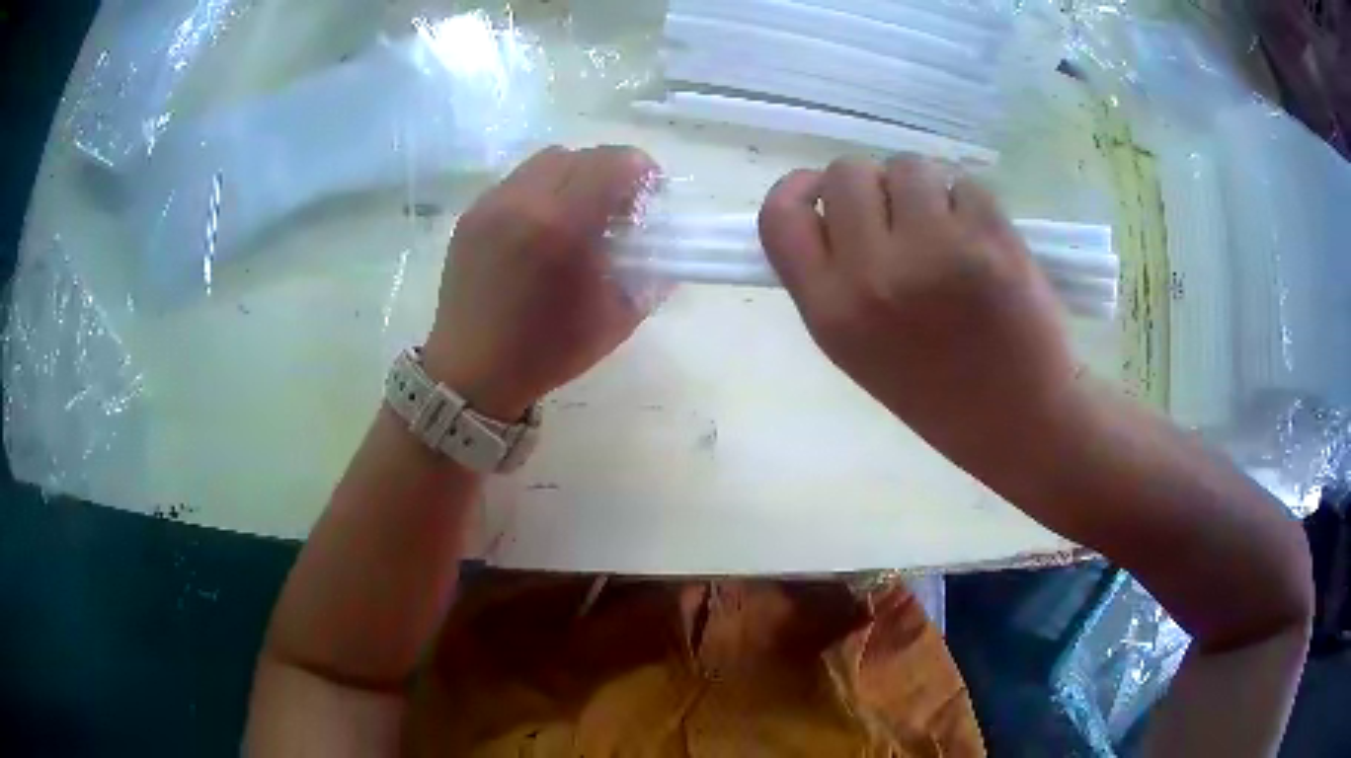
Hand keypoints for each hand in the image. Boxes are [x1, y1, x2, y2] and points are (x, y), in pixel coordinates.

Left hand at [423, 145, 658, 419]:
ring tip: (579, 213)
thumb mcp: (615, 319)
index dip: (642, 172)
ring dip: (574, 175)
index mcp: (564, 226)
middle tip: (618, 208)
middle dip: (610, 172)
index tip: (651, 197)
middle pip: (581, 155)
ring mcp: (492, 204)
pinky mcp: (471, 215)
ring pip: (546, 161)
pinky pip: (517, 181)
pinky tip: (543, 226)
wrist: (471, 373)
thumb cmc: (547, 352)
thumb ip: (650, 274)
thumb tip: (666, 245)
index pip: (614, 163)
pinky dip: (542, 190)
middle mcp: (524, 201)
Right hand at [759, 155, 1078, 466]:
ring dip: (925, 188)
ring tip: (948, 231)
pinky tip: (984, 244)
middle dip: (873, 184)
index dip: (799, 188)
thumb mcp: (859, 349)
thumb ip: (833, 279)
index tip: (820, 190)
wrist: (1021, 424)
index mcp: (831, 313)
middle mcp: (873, 276)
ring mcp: (934, 252)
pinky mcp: (989, 240)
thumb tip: (830, 208)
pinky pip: (964, 184)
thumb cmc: (940, 395)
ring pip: (908, 166)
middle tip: (902, 217)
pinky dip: (970, 203)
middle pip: (847, 173)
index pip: (781, 217)